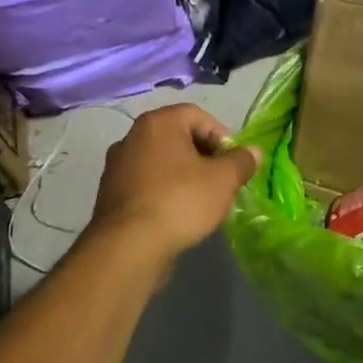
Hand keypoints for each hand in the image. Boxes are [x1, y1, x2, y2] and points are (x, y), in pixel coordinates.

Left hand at [89, 104, 260, 261]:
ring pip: (162, 162)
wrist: (128, 247)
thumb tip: (253, 152)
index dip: (222, 136)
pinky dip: (164, 191)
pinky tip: (177, 213)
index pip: (198, 115)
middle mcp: (132, 136)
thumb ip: (241, 161)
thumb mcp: (223, 180)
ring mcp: (116, 166)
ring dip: (184, 175)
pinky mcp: (110, 193)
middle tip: (221, 180)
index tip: (233, 162)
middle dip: (204, 156)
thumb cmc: (180, 201)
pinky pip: (146, 183)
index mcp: (158, 123)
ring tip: (201, 200)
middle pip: (178, 137)